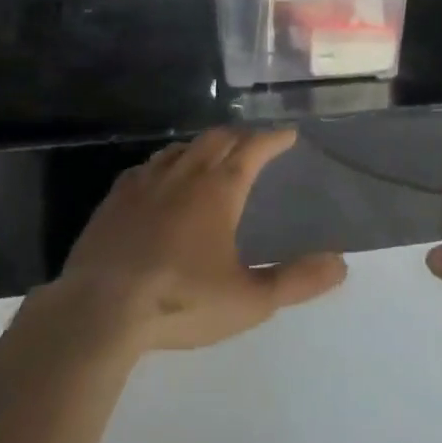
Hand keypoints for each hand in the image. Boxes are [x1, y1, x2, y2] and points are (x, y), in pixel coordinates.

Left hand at [50, 128, 347, 352]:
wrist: (101, 308)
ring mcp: (146, 182)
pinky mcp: (116, 198)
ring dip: (203, 146)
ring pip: (181, 148)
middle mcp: (184, 173)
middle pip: (217, 139)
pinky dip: (166, 164)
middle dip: (240, 136)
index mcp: (219, 189)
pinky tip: (161, 178)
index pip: (253, 149)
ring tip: (212, 155)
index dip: (273, 138)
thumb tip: (340, 262)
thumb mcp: (249, 300)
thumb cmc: (181, 300)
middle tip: (253, 143)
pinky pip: (148, 166)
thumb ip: (296, 281)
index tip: (288, 134)